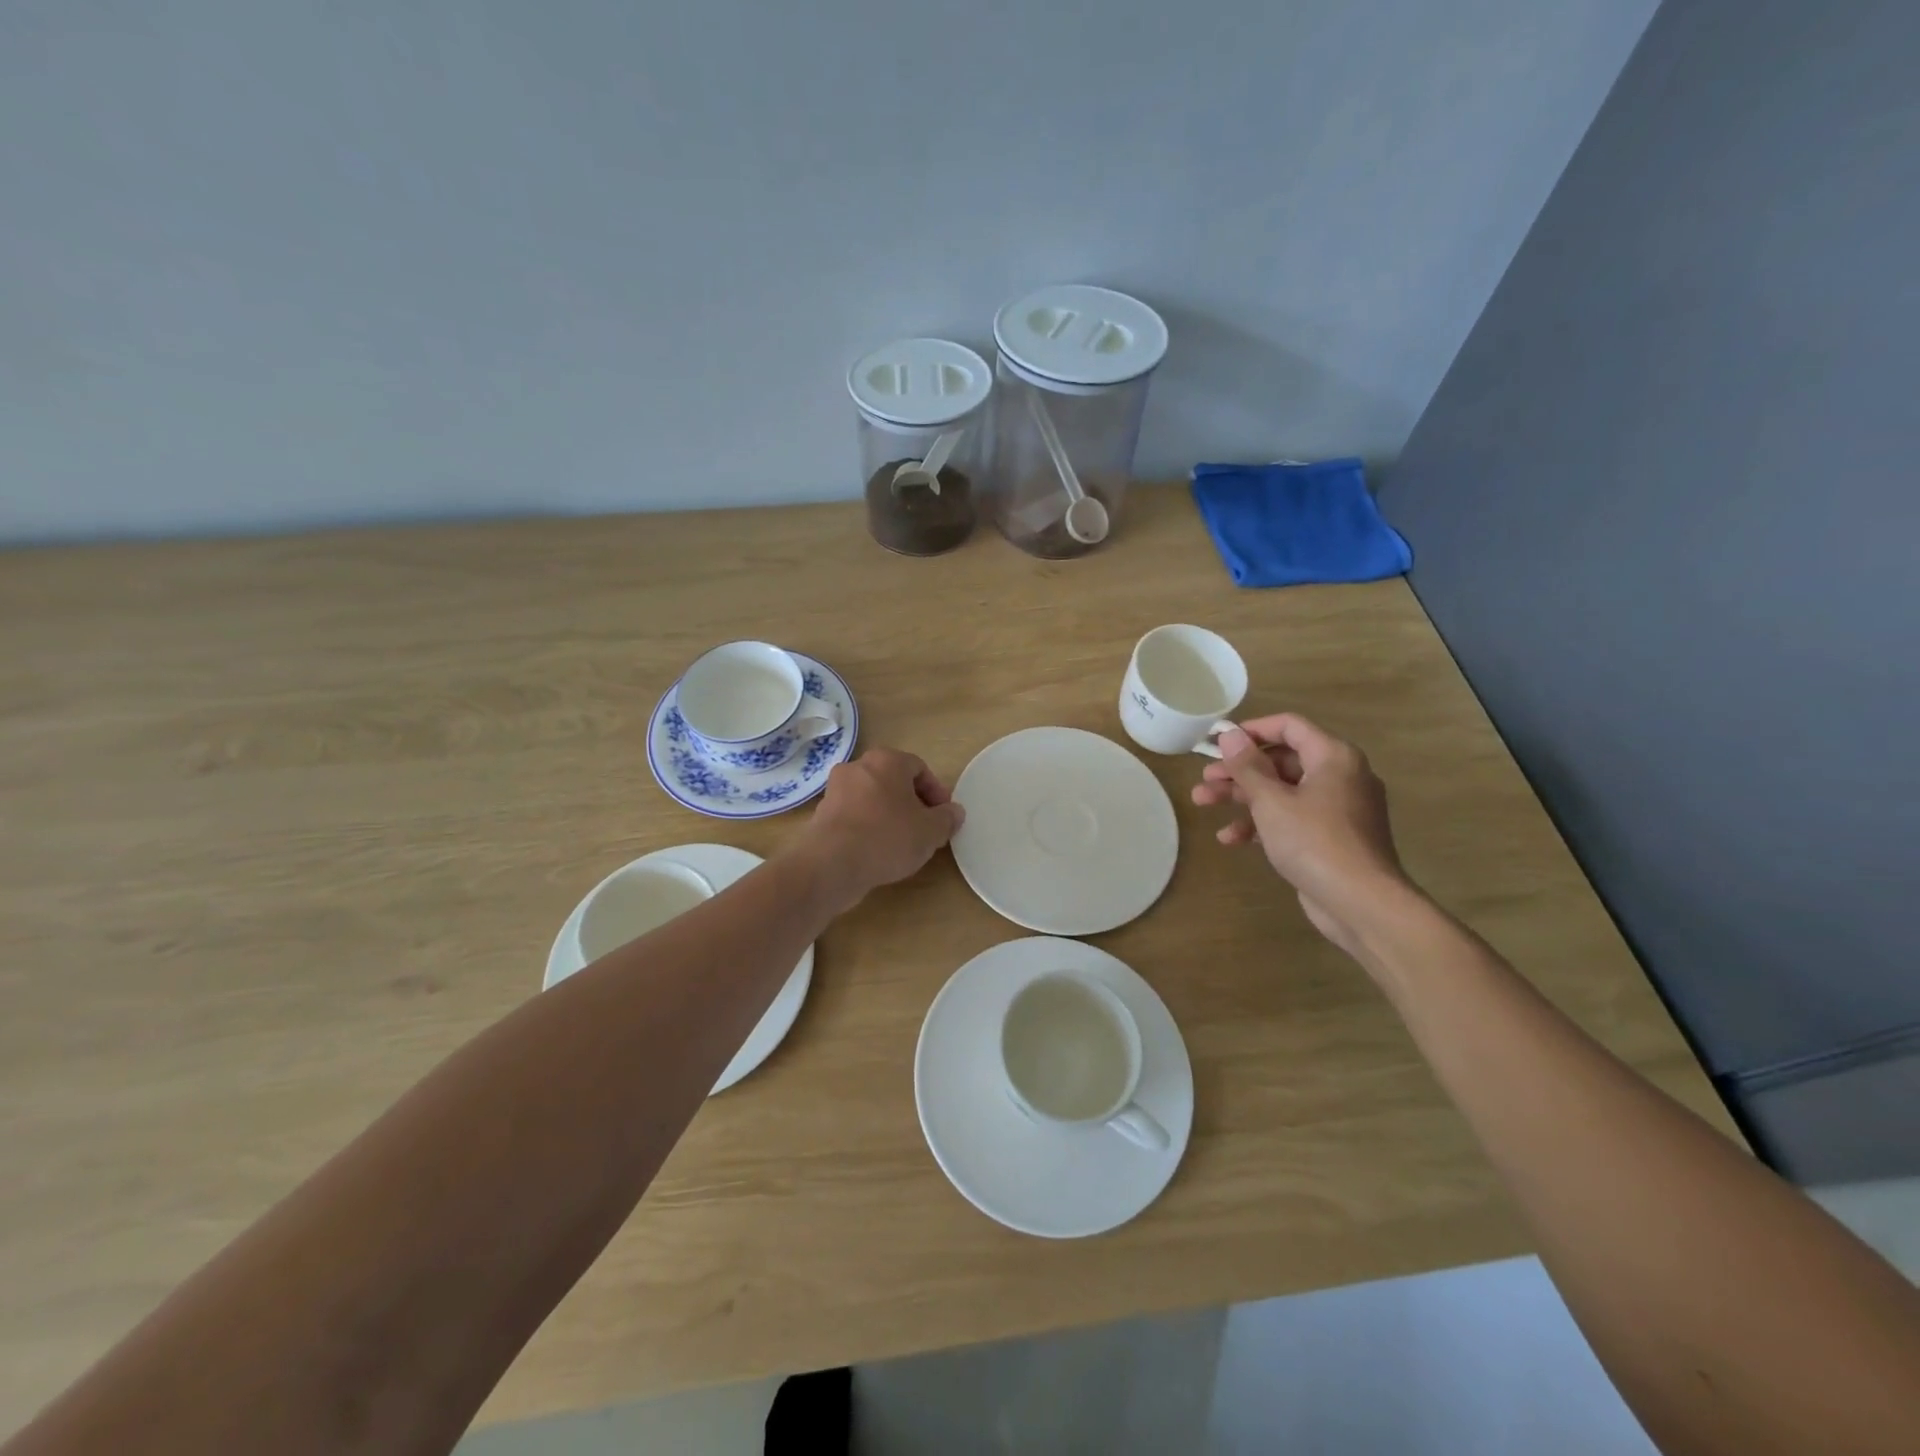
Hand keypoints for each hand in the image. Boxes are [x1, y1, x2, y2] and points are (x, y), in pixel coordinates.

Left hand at [790, 747, 964, 912]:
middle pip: (894, 781)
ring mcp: (836, 789)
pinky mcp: (822, 813)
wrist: (832, 864)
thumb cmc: (887, 837)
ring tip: (902, 843)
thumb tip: (954, 812)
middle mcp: (858, 766)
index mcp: (886, 760)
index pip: (919, 768)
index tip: (943, 816)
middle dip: (912, 803)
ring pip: (872, 798)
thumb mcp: (930, 831)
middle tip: (925, 828)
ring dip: (889, 815)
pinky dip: (868, 827)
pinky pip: (854, 815)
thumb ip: (947, 819)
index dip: (936, 792)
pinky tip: (876, 850)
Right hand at [1192, 713, 1410, 956]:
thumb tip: (1229, 735)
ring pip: (1281, 792)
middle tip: (1204, 779)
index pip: (1289, 726)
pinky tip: (1230, 839)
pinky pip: (1291, 819)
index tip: (1218, 742)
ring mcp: (1336, 809)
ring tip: (1202, 803)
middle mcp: (1339, 776)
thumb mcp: (1272, 801)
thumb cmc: (1314, 841)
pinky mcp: (1330, 838)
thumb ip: (1247, 766)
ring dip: (1241, 797)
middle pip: (1280, 761)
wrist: (1361, 903)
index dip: (1251, 730)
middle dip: (1238, 771)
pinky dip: (1262, 824)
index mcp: (1333, 757)